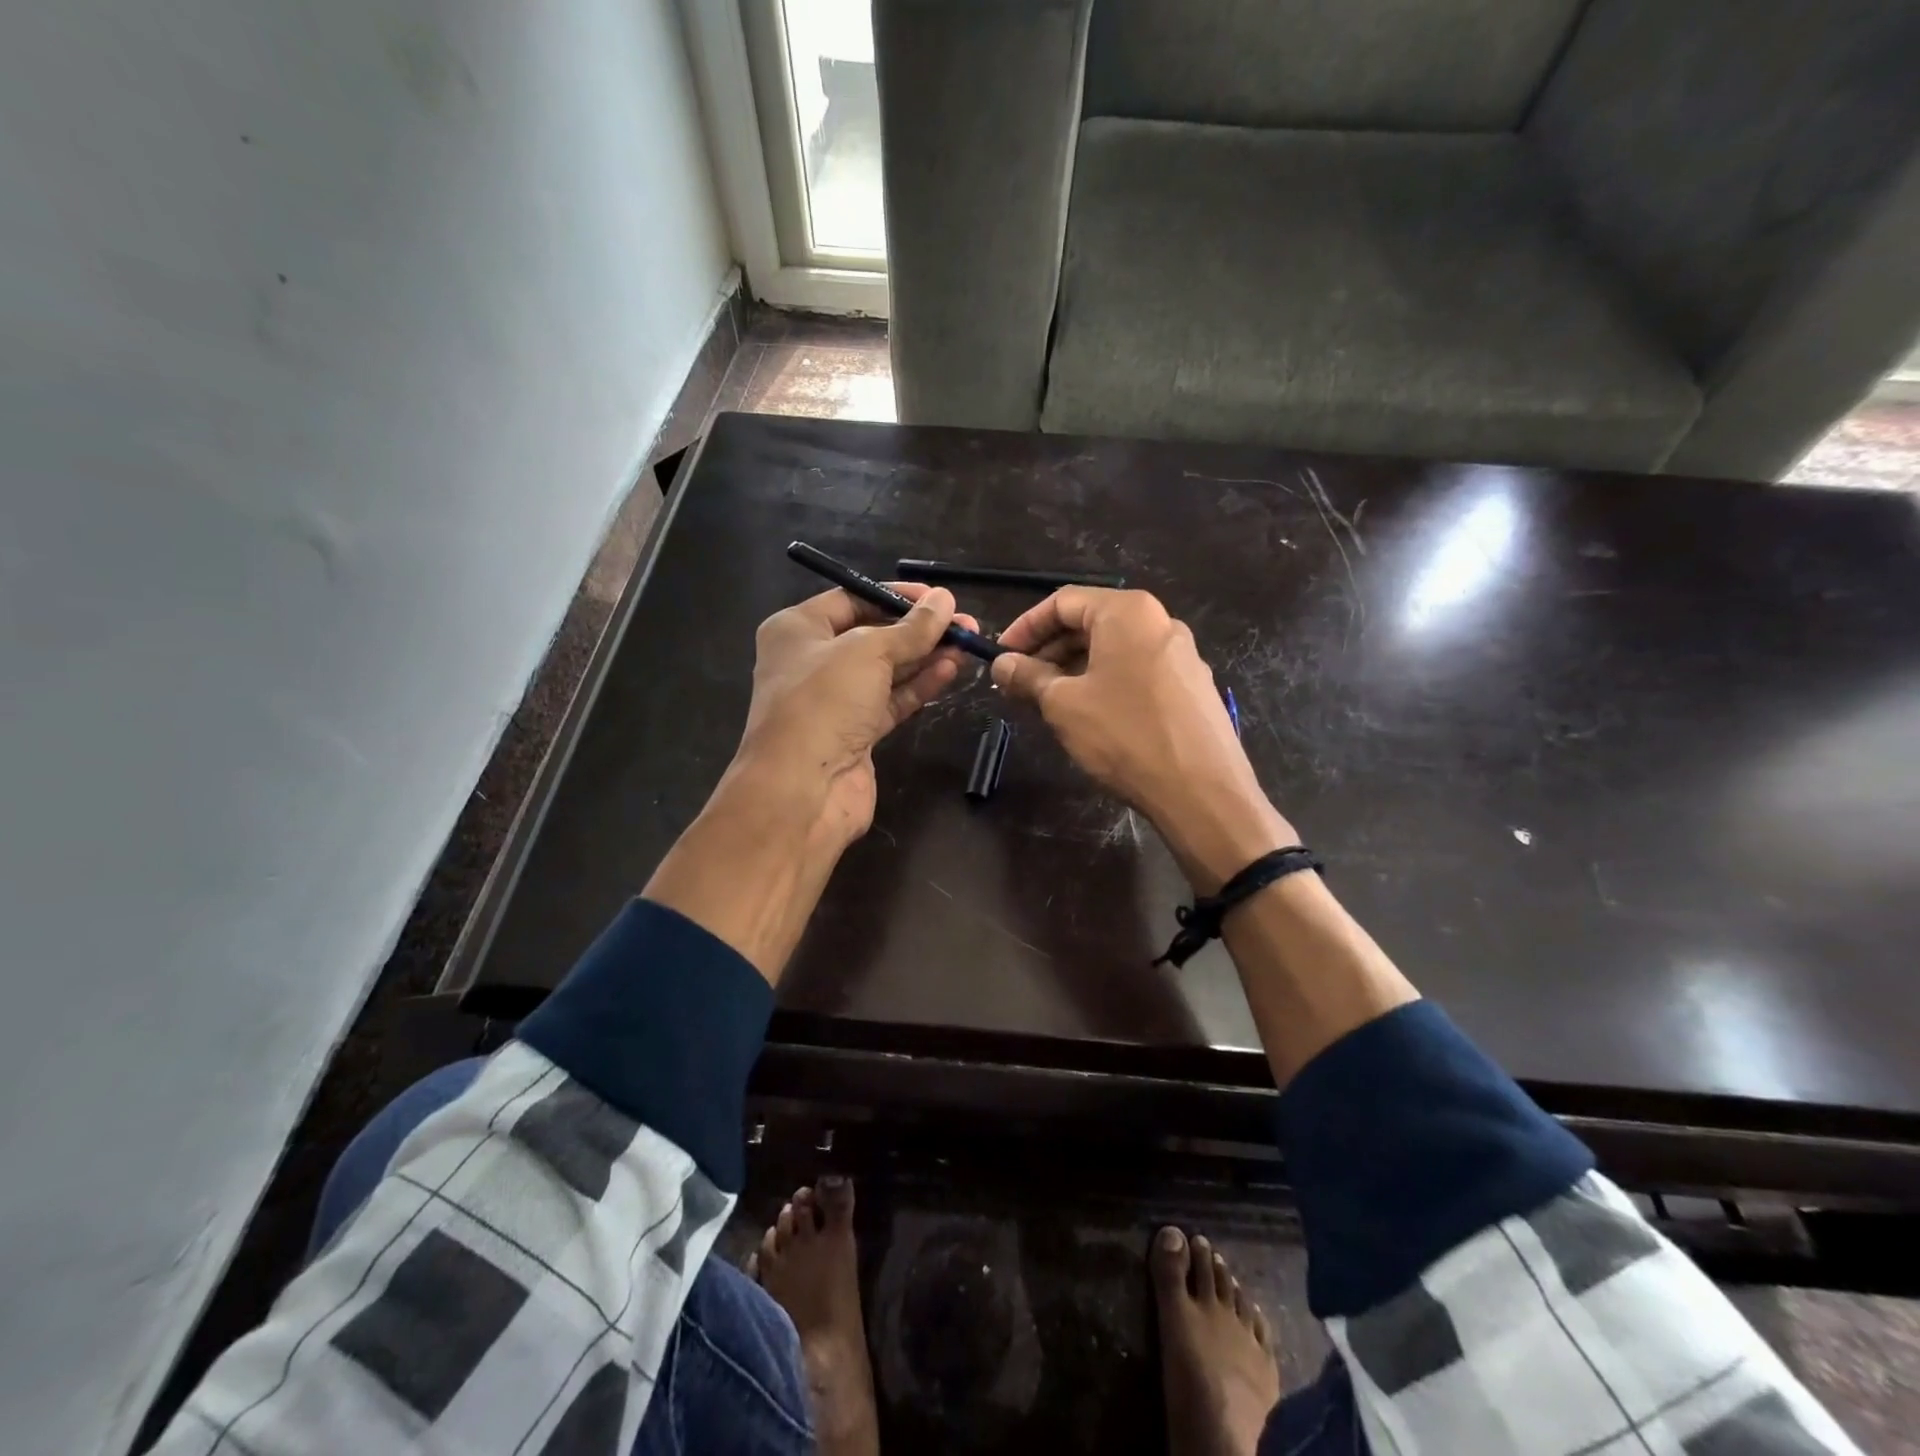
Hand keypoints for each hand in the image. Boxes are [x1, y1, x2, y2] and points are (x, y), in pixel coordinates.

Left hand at [733, 583, 976, 846]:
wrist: (803, 789)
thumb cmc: (824, 702)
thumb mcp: (868, 651)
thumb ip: (911, 628)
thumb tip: (944, 599)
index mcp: (798, 629)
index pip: (852, 598)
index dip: (895, 596)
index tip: (938, 597)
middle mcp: (813, 661)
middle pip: (873, 635)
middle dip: (918, 629)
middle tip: (963, 622)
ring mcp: (835, 701)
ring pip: (887, 670)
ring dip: (925, 656)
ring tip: (967, 642)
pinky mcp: (856, 733)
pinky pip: (892, 700)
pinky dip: (920, 686)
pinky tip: (951, 669)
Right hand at [990, 588, 1292, 886]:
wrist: (1202, 791)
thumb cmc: (1124, 735)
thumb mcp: (1063, 704)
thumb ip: (1028, 676)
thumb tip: (1001, 664)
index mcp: (1128, 612)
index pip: (1063, 602)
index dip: (1025, 627)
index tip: (1000, 656)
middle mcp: (1159, 622)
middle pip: (1091, 622)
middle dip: (1048, 650)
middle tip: (1018, 683)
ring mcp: (1181, 654)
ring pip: (1113, 649)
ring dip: (1073, 669)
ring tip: (1046, 702)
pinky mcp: (1191, 686)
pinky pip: (1136, 670)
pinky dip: (1104, 682)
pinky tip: (1088, 715)